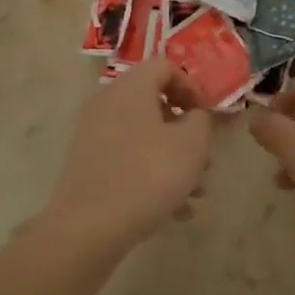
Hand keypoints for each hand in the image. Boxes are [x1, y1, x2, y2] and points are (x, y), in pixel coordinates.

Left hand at [42, 58, 213, 253]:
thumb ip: (201, 120)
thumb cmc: (148, 175)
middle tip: (206, 160)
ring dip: (173, 158)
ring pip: (144, 135)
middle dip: (185, 132)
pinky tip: (173, 211)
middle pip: (154, 103)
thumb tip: (194, 116)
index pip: (165, 67)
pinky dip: (151, 174)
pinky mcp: (86, 162)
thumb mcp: (191, 144)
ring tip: (195, 194)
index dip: (193, 88)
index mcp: (131, 87)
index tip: (208, 118)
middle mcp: (107, 101)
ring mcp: (93, 132)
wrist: (88, 227)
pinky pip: (127, 157)